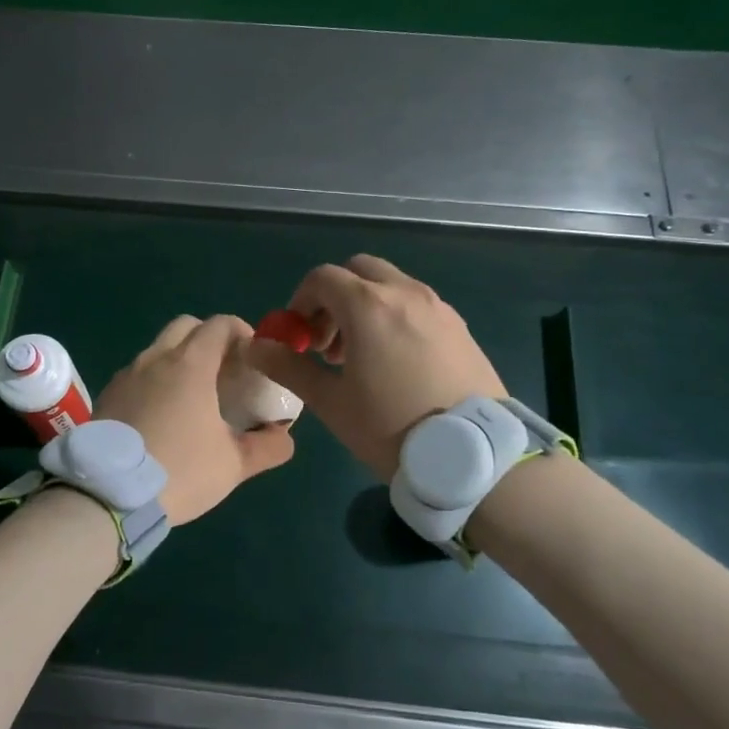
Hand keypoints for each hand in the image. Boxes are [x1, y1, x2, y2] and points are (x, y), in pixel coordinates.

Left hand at [95, 314, 294, 525]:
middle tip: (224, 370)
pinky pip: (137, 374)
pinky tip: (162, 415)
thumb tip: (284, 435)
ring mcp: (126, 375)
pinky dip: (155, 380)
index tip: (252, 356)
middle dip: (208, 338)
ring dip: (179, 360)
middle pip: (186, 326)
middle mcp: (155, 358)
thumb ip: (268, 446)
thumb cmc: (180, 471)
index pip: (219, 325)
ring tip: (193, 396)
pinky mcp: (107, 395)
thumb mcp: (234, 464)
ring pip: (158, 349)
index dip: (241, 332)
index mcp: (190, 364)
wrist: (108, 495)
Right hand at [249, 254, 505, 480]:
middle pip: (358, 270)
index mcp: (369, 305)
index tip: (299, 337)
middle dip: (335, 297)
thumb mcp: (331, 402)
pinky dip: (396, 316)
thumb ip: (289, 367)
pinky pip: (417, 305)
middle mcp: (405, 293)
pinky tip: (397, 363)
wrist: (473, 457)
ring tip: (361, 357)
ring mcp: (438, 307)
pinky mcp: (460, 326)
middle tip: (328, 342)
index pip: (322, 278)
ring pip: (390, 285)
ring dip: (366, 306)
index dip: (300, 301)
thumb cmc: (391, 428)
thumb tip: (256, 347)